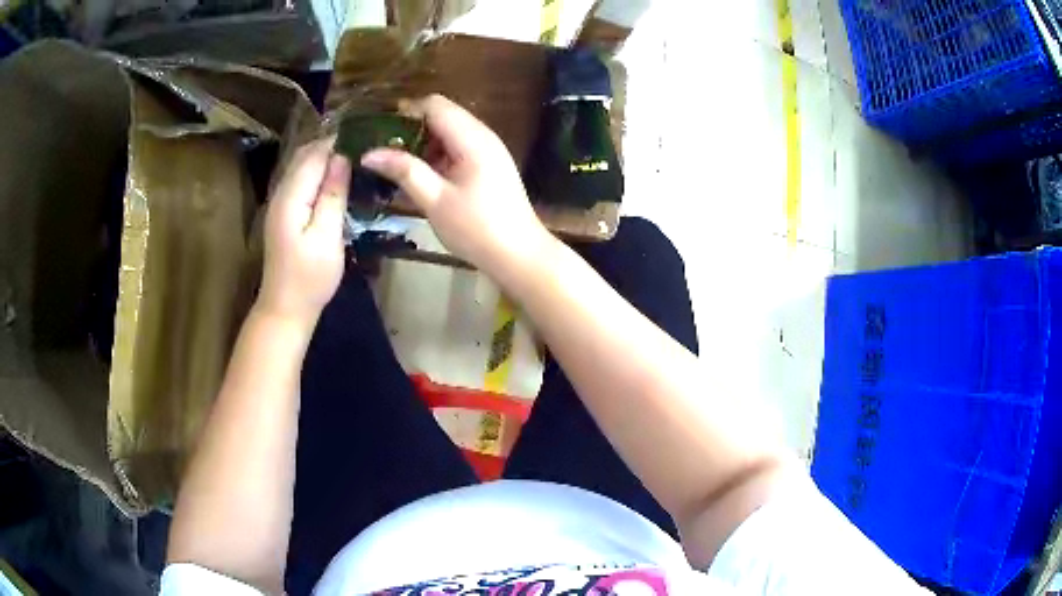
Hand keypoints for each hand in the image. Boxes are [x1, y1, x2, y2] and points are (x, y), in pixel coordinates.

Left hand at [259, 137, 350, 328]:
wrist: (285, 308)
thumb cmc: (309, 278)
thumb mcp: (327, 237)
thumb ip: (332, 195)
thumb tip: (342, 158)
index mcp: (291, 196)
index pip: (315, 154)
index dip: (339, 140)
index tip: (368, 134)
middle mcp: (281, 193)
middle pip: (305, 155)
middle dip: (332, 144)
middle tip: (365, 145)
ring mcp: (280, 203)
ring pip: (302, 166)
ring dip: (326, 157)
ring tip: (356, 157)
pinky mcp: (284, 213)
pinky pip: (301, 180)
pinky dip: (319, 172)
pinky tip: (337, 179)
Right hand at [359, 95, 553, 277]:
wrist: (519, 255)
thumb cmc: (477, 229)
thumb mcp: (435, 200)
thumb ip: (404, 171)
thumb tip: (369, 153)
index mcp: (472, 138)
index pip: (434, 105)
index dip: (405, 112)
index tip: (379, 132)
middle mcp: (483, 135)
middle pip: (442, 114)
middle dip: (411, 128)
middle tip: (385, 152)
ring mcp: (489, 149)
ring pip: (449, 131)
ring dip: (424, 143)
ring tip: (398, 166)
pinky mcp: (489, 164)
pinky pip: (459, 147)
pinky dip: (438, 155)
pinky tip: (423, 177)